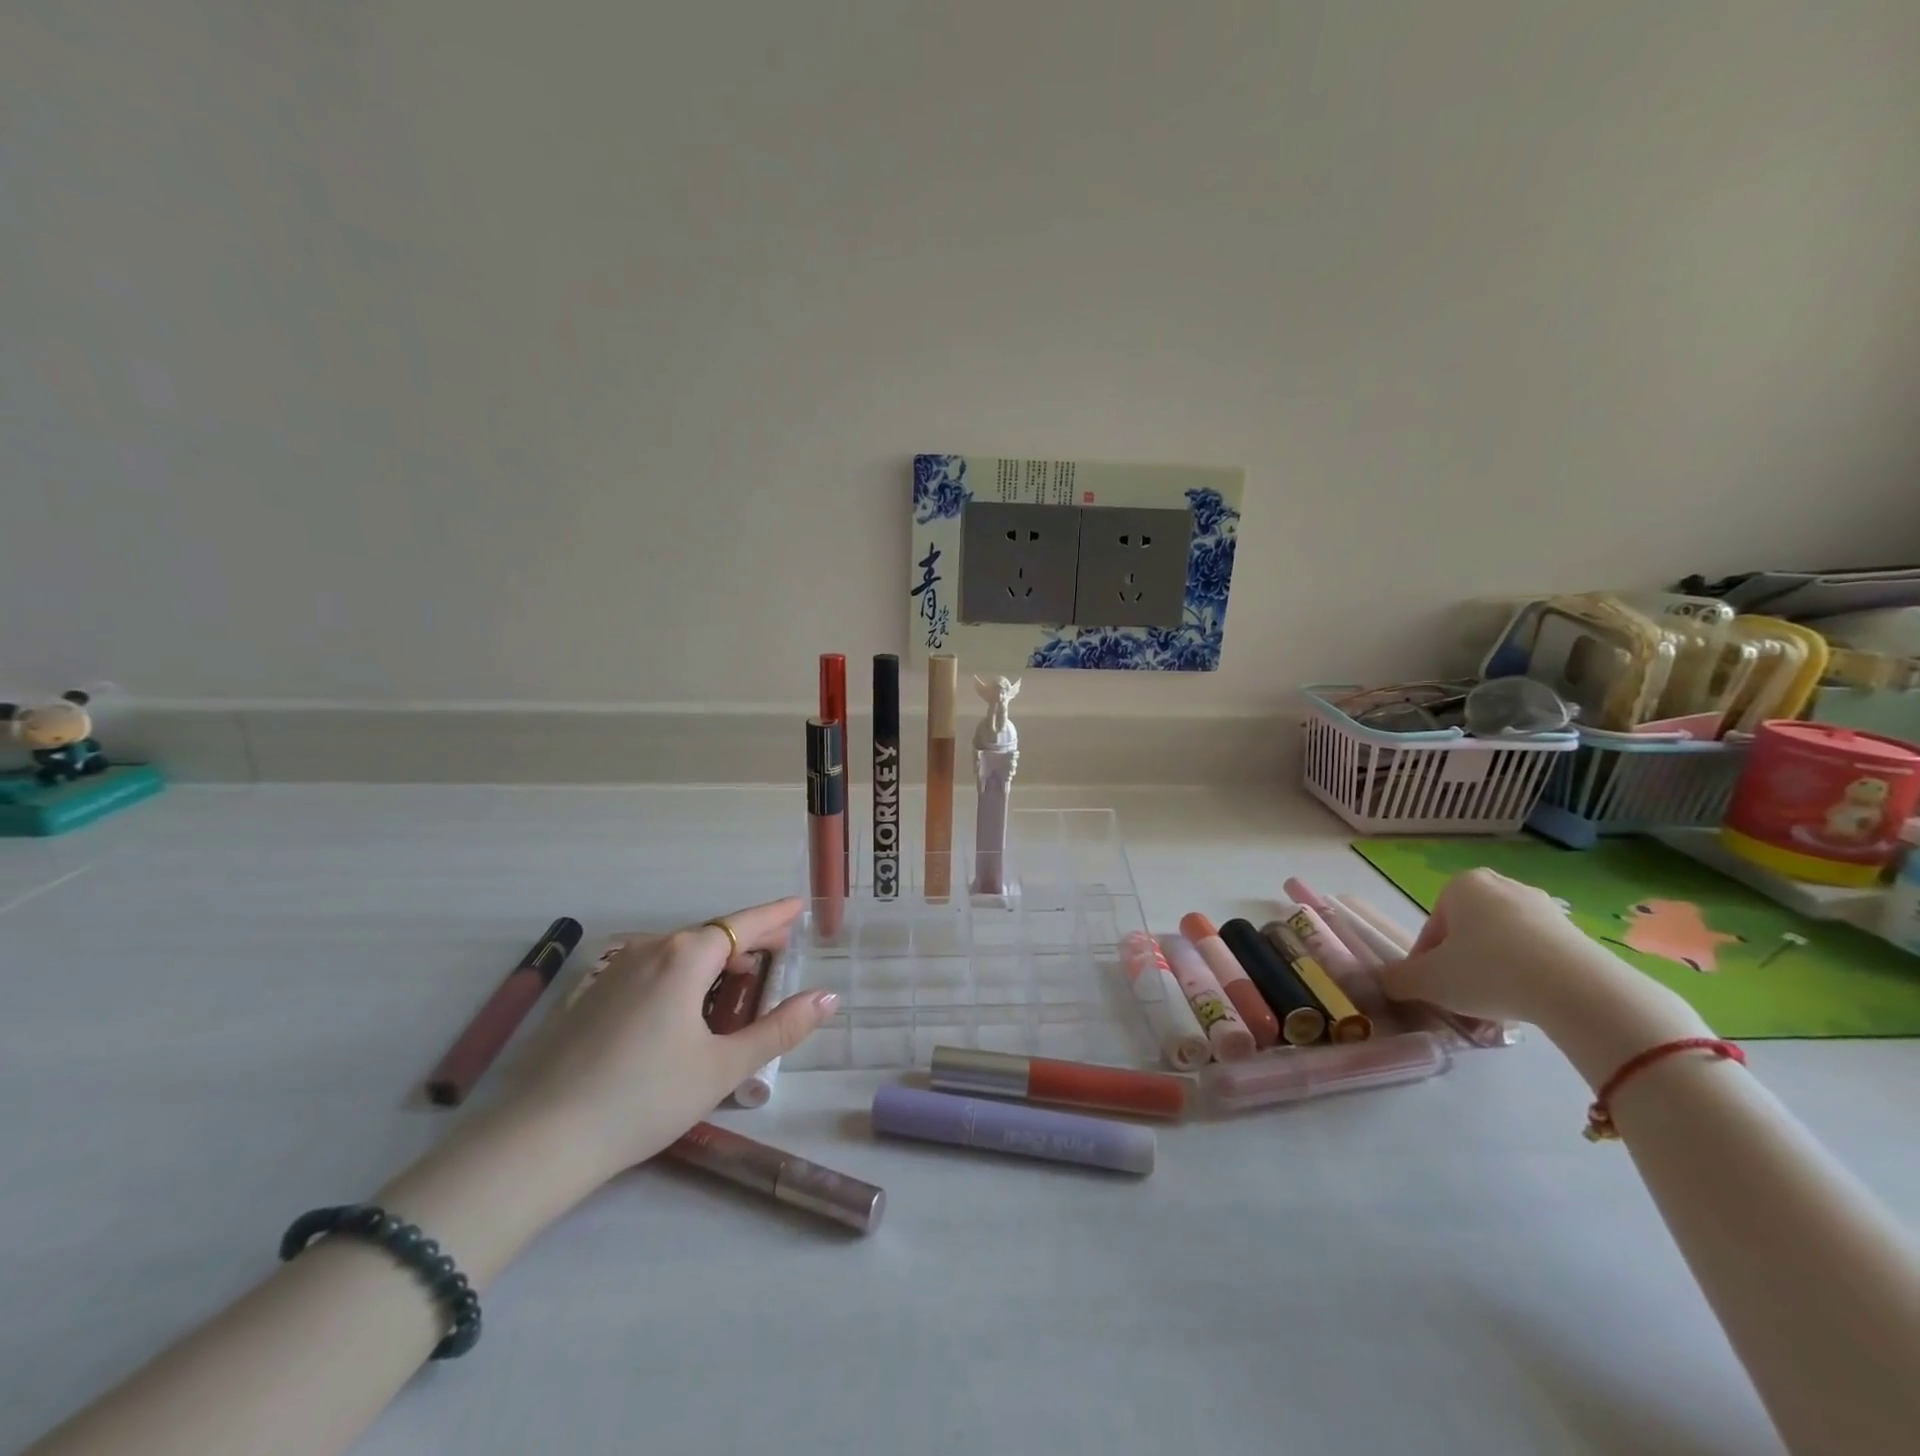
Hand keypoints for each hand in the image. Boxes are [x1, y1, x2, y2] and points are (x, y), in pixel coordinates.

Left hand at [514, 897, 837, 1181]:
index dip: (775, 916)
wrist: (540, 1140)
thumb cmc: (645, 1099)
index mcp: (685, 957)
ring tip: (737, 982)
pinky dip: (681, 975)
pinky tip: (684, 1008)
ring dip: (714, 960)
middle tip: (778, 953)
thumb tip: (828, 997)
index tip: (799, 907)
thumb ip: (780, 1028)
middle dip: (747, 940)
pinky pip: (650, 969)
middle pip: (710, 935)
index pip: (743, 924)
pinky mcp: (591, 996)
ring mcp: (614, 970)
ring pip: (678, 952)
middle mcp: (649, 950)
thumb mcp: (723, 1067)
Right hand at [1375, 867, 1627, 1026]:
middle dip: (1463, 963)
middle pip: (1469, 933)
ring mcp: (1545, 908)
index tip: (1433, 990)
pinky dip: (1529, 977)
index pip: (1433, 928)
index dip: (1426, 962)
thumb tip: (1382, 981)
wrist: (1578, 990)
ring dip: (1495, 971)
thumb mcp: (1428, 981)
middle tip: (1463, 997)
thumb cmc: (1488, 971)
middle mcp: (1502, 886)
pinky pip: (1539, 955)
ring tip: (1498, 1007)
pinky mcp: (1578, 934)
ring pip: (1504, 944)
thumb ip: (1397, 979)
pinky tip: (1530, 1004)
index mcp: (1461, 886)